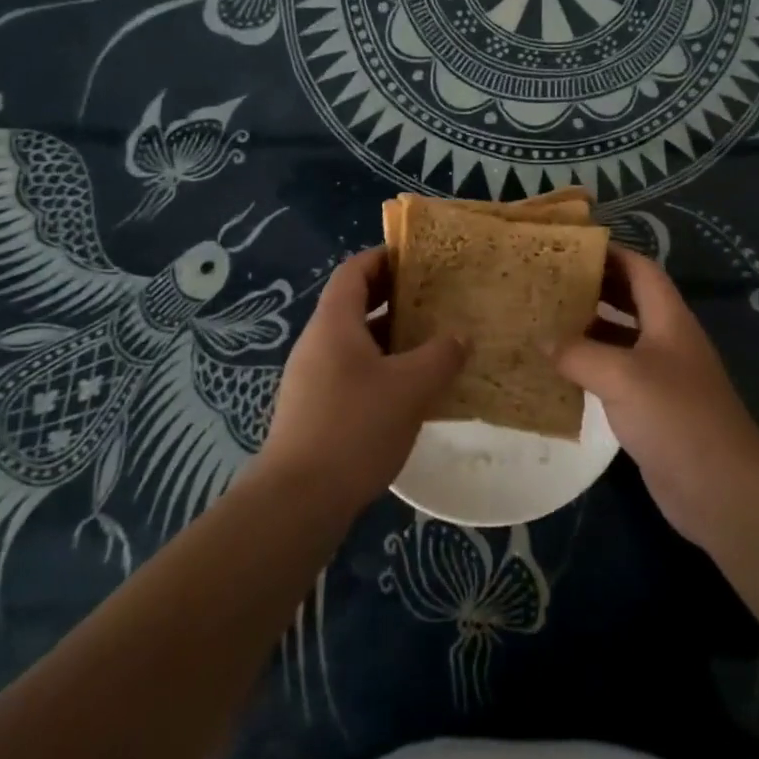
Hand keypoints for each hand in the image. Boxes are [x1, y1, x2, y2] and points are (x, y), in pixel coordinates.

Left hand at [257, 246, 467, 511]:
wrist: (298, 501)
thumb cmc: (355, 428)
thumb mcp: (410, 388)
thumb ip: (440, 356)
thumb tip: (460, 336)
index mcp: (334, 324)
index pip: (354, 271)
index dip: (384, 257)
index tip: (419, 257)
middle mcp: (318, 342)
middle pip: (354, 303)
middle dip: (394, 296)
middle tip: (435, 297)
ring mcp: (312, 377)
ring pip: (356, 340)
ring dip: (391, 335)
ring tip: (432, 340)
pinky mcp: (315, 408)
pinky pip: (352, 371)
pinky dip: (382, 367)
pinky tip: (411, 389)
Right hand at [554, 245, 758, 546]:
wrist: (720, 488)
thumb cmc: (676, 417)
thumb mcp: (622, 377)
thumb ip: (579, 354)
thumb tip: (542, 338)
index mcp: (668, 319)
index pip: (640, 269)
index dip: (610, 253)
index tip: (569, 248)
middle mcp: (667, 339)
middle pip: (629, 299)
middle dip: (593, 287)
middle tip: (549, 282)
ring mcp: (661, 374)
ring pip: (620, 337)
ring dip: (588, 327)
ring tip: (546, 319)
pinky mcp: (652, 407)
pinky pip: (616, 374)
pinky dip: (590, 366)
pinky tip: (560, 370)